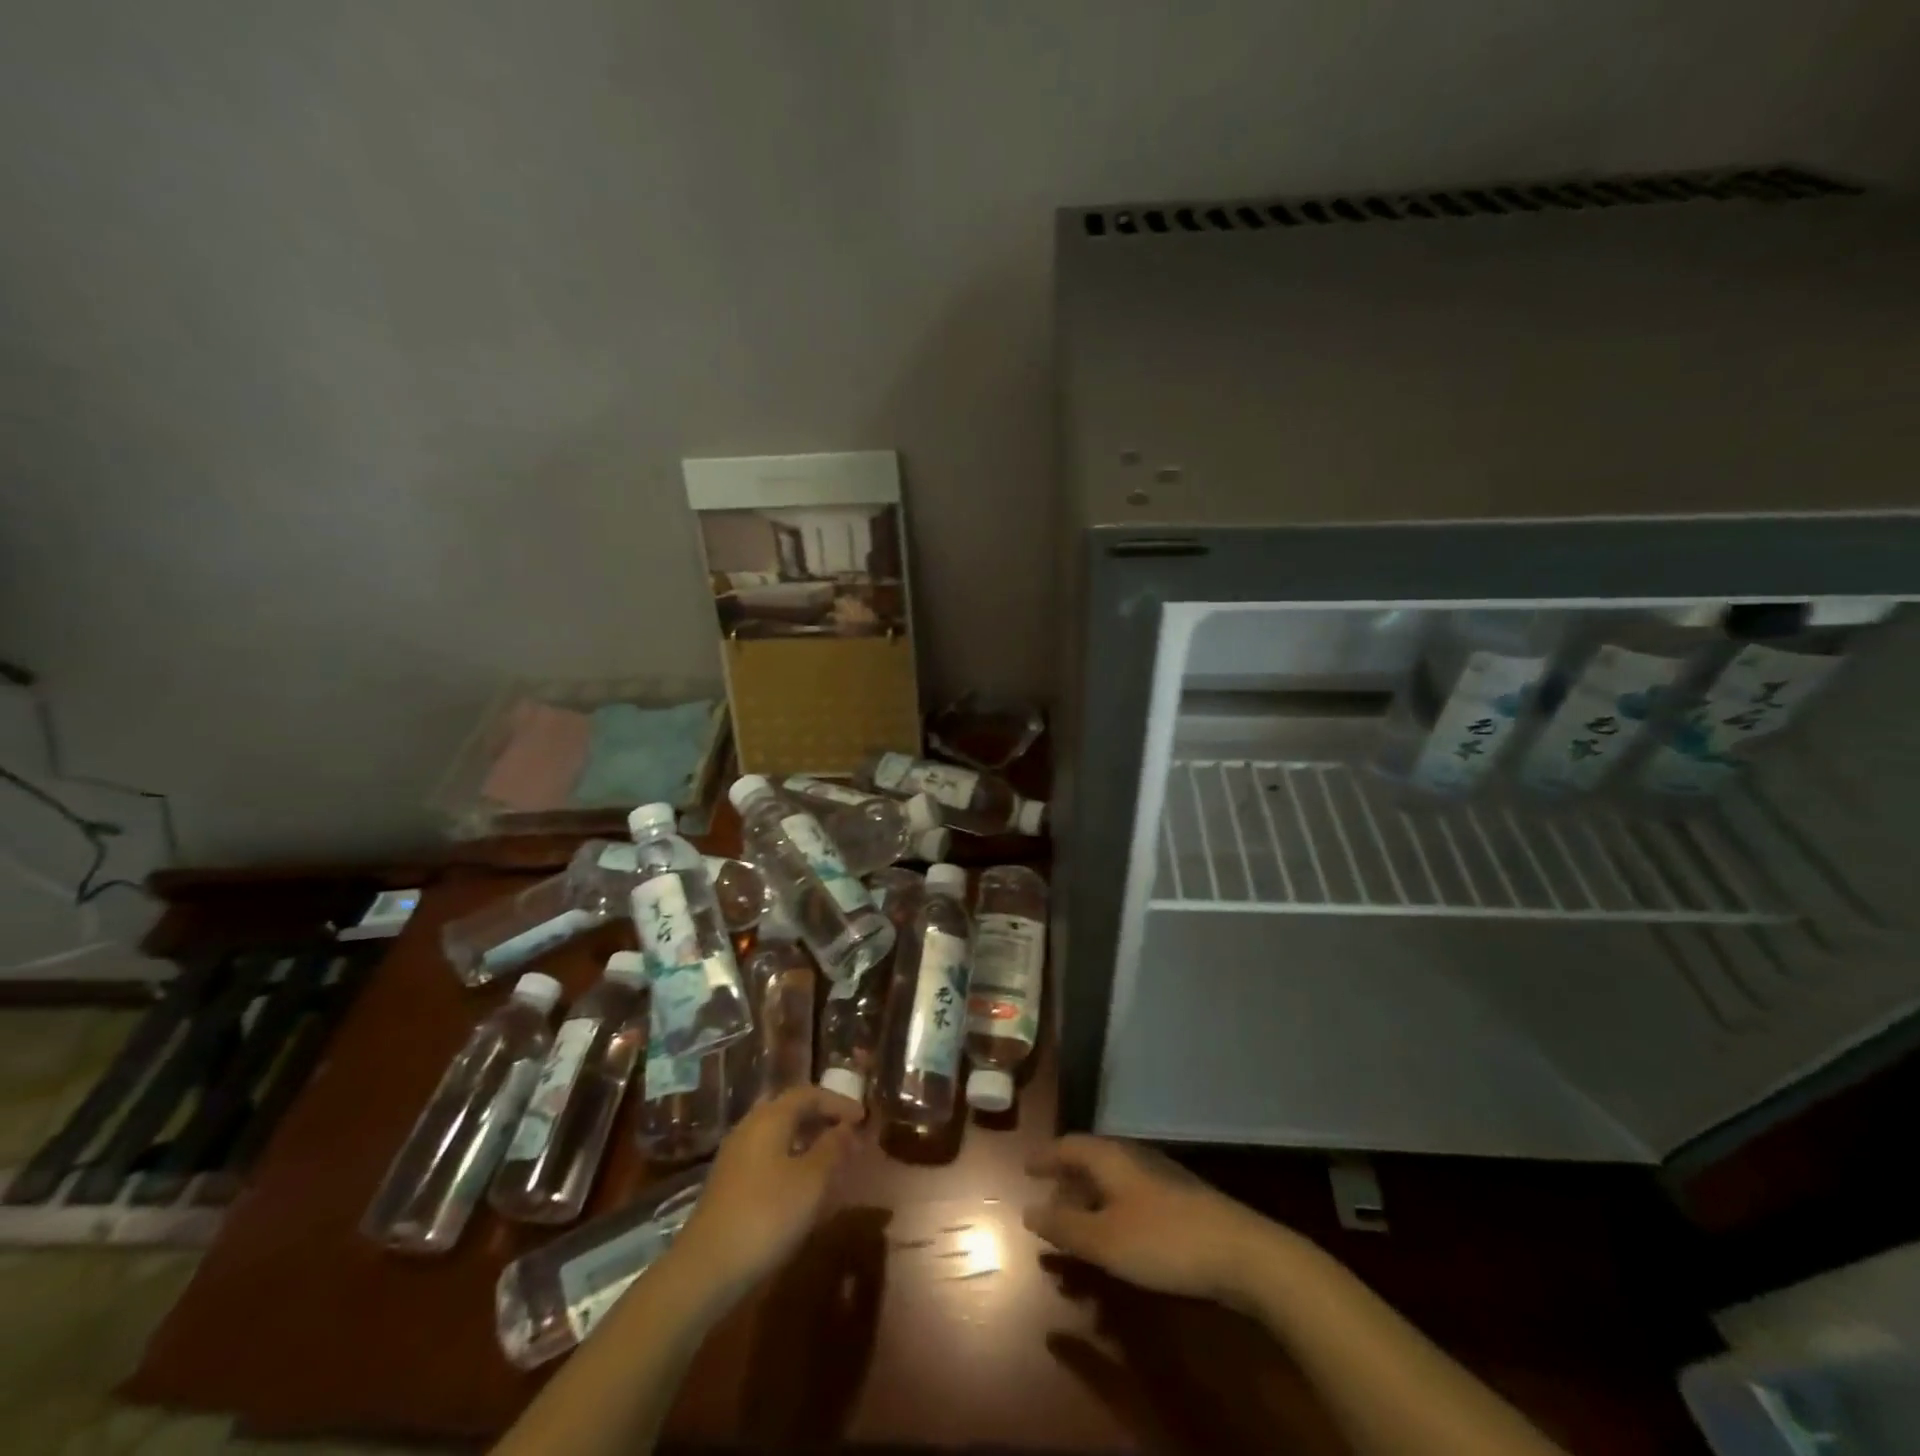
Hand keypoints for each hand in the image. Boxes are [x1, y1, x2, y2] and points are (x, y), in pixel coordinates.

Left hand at [670, 1085, 864, 1297]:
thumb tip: (847, 1128)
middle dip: (821, 1116)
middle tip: (847, 1132)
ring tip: (830, 1156)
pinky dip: (790, 1155)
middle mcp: (750, 1126)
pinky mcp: (728, 1181)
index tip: (863, 1118)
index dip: (839, 1102)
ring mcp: (735, 1154)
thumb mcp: (812, 1181)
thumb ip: (833, 1148)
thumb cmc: (766, 1215)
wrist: (706, 1269)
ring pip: (777, 1132)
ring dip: (806, 1137)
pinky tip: (801, 1181)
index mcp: (770, 1117)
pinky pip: (767, 1153)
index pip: (809, 1093)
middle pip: (790, 1109)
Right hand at [1024, 1135, 1279, 1304]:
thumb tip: (1028, 1211)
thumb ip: (1064, 1227)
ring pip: (1112, 1182)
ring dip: (1089, 1202)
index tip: (1025, 1168)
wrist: (1242, 1252)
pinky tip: (1117, 1241)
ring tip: (1076, 1229)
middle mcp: (1132, 1158)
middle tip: (1046, 1203)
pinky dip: (1112, 1214)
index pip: (1068, 1146)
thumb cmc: (1163, 1241)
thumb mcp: (1104, 1240)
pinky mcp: (1179, 1201)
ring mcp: (1159, 1177)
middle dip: (1066, 1181)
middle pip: (1090, 1161)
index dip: (1045, 1157)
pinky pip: (1131, 1199)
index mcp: (1110, 1157)